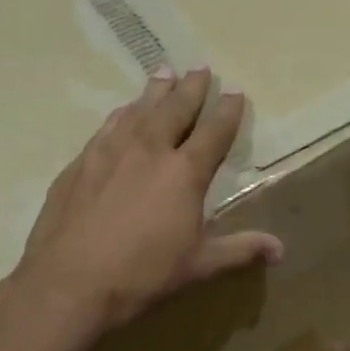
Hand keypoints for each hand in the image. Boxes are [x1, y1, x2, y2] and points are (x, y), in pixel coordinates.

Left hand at [3, 66, 283, 350]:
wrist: (68, 283)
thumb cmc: (142, 275)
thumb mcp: (198, 266)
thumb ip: (239, 250)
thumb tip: (280, 249)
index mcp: (184, 173)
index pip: (214, 132)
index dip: (228, 111)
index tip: (235, 91)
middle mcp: (150, 151)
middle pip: (175, 109)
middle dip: (191, 88)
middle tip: (200, 67)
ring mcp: (111, 152)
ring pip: (139, 110)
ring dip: (155, 90)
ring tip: (164, 72)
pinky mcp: (81, 163)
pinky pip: (108, 127)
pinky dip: (122, 113)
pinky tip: (123, 110)